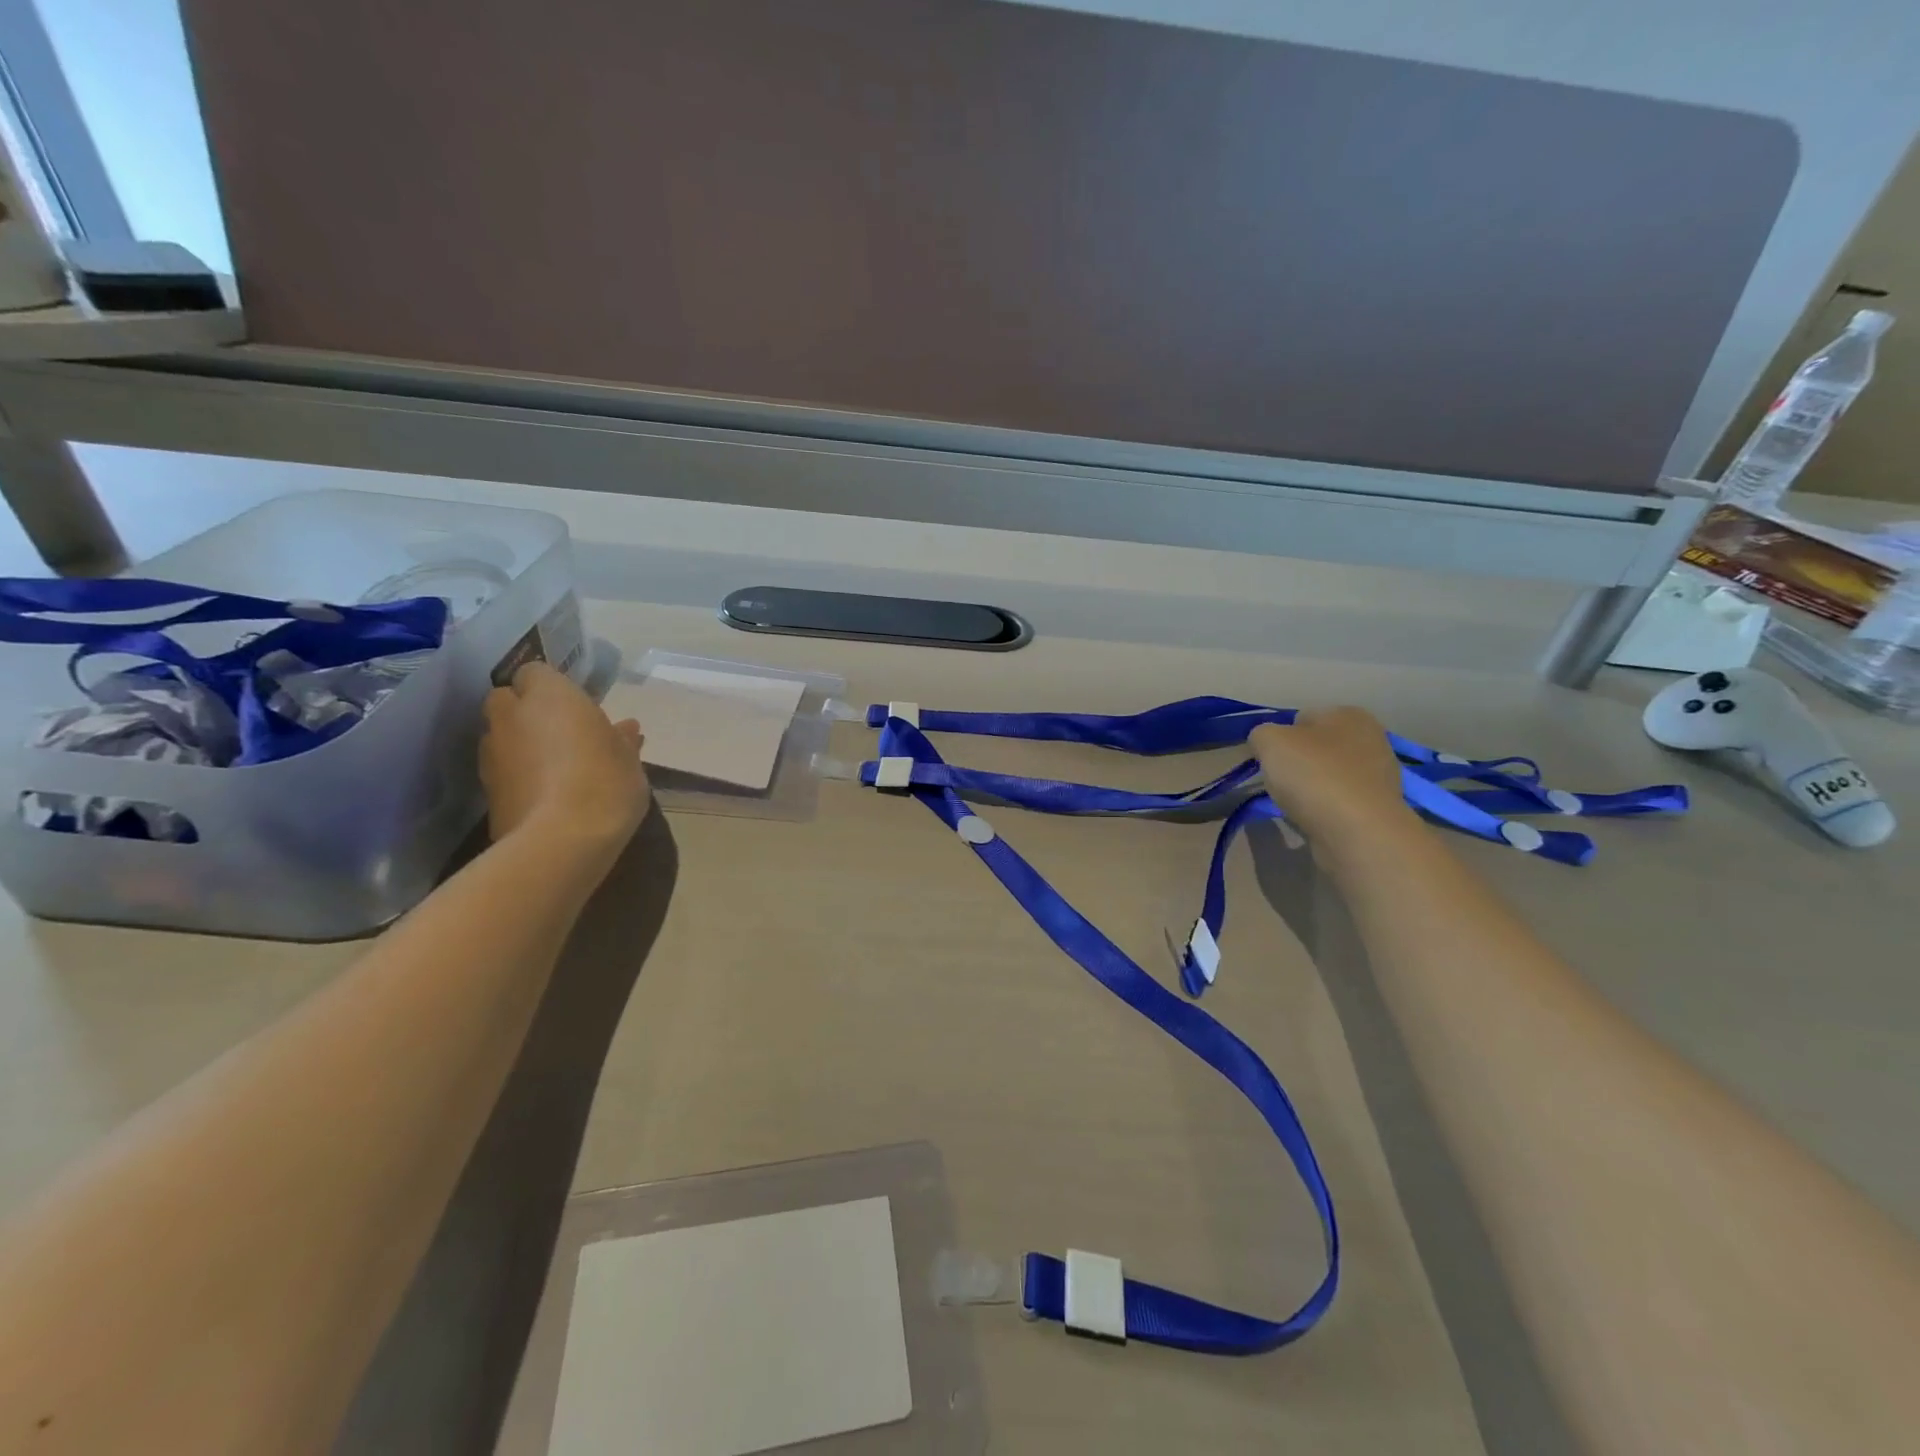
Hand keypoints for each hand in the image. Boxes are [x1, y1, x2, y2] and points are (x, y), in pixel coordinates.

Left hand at [479, 661, 649, 853]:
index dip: (553, 687)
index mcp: (550, 695)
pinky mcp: (485, 789)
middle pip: (507, 700)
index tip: (577, 707)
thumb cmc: (606, 781)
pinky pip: (502, 769)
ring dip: (520, 743)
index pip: (536, 671)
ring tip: (555, 767)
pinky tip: (546, 793)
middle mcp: (511, 715)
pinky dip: (517, 774)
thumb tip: (625, 729)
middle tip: (561, 733)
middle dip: (527, 711)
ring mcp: (492, 752)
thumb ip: (621, 738)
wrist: (562, 840)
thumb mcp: (629, 757)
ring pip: (501, 735)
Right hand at [1248, 707, 1416, 847]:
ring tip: (1298, 805)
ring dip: (1311, 787)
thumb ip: (1262, 734)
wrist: (1358, 831)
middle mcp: (1371, 738)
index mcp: (1348, 714)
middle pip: (1316, 747)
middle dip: (1297, 763)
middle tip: (1282, 782)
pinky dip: (1325, 808)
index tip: (1270, 760)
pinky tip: (1317, 819)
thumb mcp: (1269, 741)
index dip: (1280, 738)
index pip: (1301, 718)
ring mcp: (1379, 774)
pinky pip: (1339, 801)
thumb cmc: (1313, 775)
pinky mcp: (1379, 807)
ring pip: (1328, 775)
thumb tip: (1268, 744)